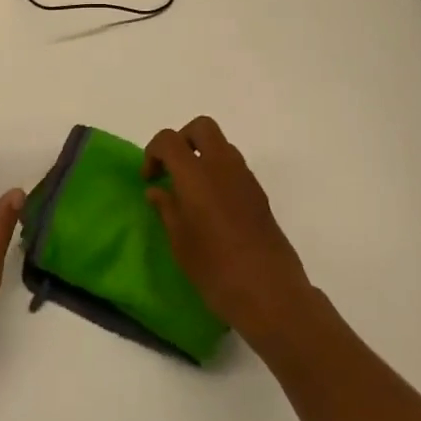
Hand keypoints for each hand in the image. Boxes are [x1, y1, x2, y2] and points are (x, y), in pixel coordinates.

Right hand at [143, 116, 314, 351]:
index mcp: (196, 173)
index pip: (169, 139)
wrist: (270, 292)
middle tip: (172, 169)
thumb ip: (166, 208)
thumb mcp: (180, 242)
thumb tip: (157, 190)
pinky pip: (234, 167)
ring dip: (203, 155)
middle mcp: (222, 165)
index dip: (153, 152)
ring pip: (221, 145)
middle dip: (182, 140)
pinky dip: (219, 172)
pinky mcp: (259, 193)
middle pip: (201, 127)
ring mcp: (245, 177)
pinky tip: (213, 207)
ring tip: (192, 191)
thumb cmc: (216, 269)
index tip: (150, 179)